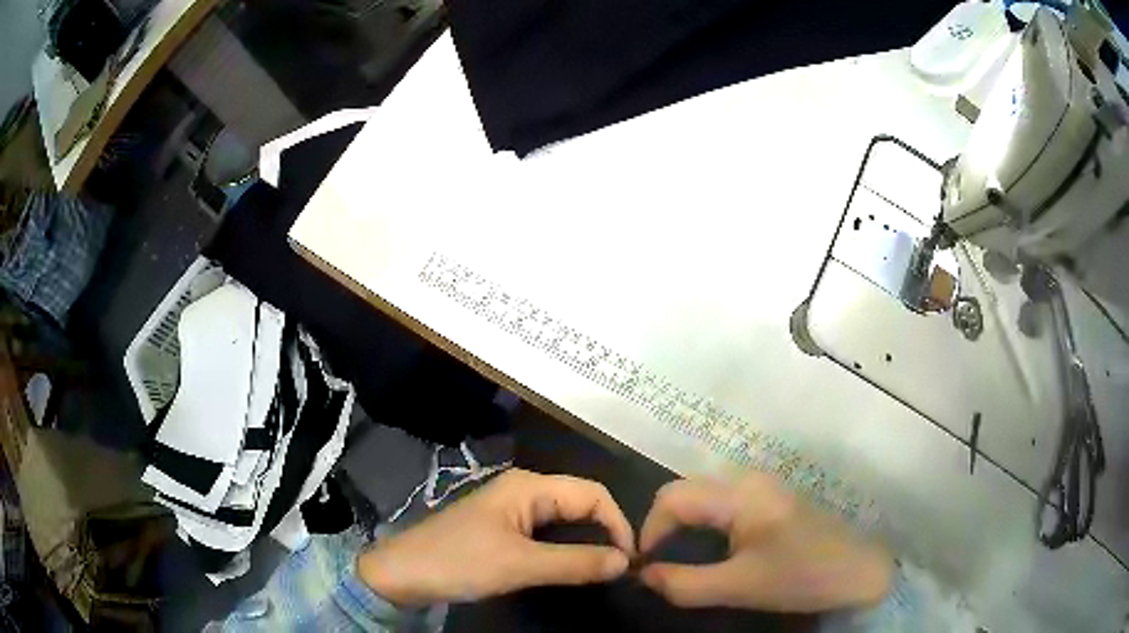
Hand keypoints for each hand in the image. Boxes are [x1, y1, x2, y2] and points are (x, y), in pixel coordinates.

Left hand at [357, 469, 634, 605]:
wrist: (402, 574)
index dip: (618, 522)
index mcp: (529, 487)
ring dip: (588, 541)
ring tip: (605, 569)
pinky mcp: (503, 530)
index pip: (592, 493)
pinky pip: (547, 534)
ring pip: (565, 520)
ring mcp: (512, 510)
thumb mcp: (519, 565)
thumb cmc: (459, 562)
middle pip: (580, 503)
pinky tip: (573, 566)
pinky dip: (567, 548)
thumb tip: (626, 562)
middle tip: (622, 567)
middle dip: (605, 531)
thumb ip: (575, 562)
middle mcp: (524, 491)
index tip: (631, 559)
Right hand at [638, 475, 892, 612]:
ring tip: (679, 560)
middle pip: (685, 492)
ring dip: (682, 525)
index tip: (645, 566)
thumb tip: (643, 575)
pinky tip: (710, 551)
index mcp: (740, 494)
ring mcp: (761, 485)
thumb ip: (684, 584)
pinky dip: (703, 524)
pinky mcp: (770, 497)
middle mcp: (747, 478)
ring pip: (702, 496)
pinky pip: (721, 502)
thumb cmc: (801, 577)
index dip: (649, 530)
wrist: (858, 569)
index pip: (672, 498)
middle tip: (659, 564)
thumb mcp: (739, 587)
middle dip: (663, 527)